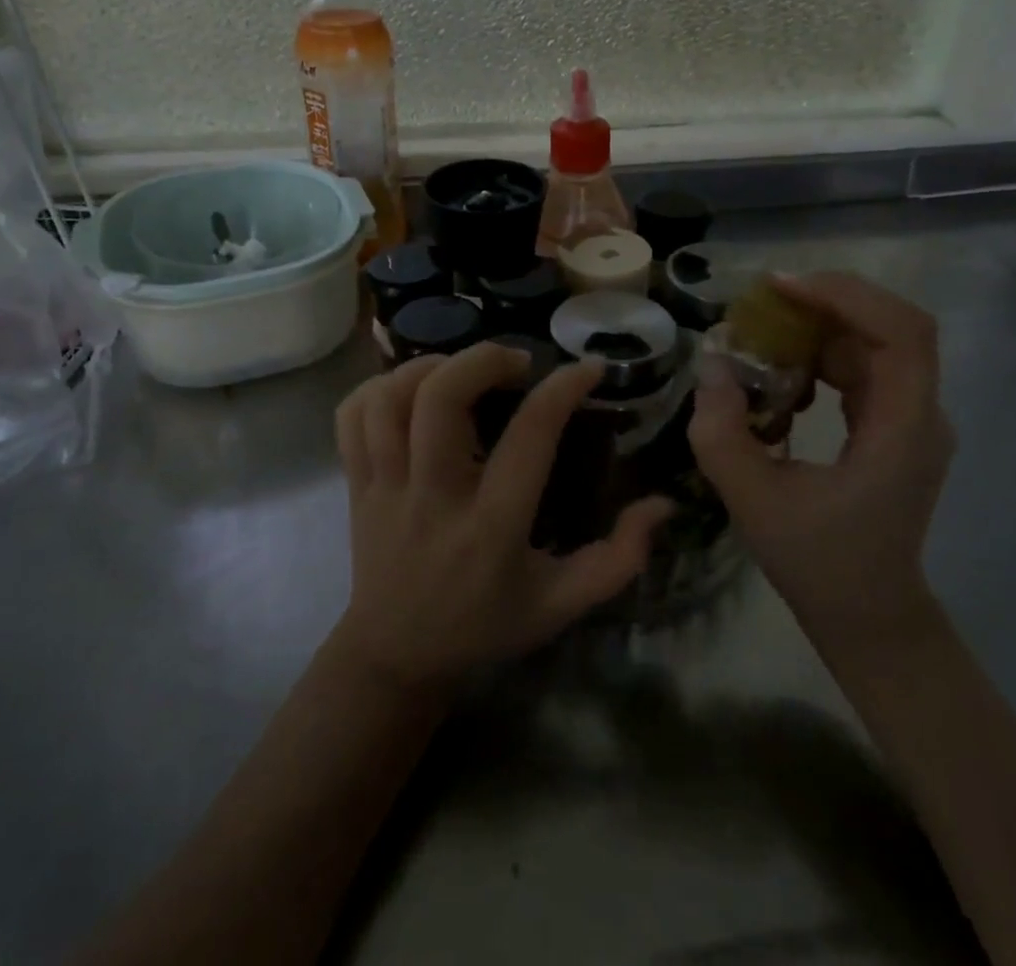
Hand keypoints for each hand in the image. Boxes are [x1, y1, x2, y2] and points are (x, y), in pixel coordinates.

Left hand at [332, 344, 675, 688]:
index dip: (562, 390)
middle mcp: (434, 499)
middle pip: (440, 400)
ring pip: (389, 401)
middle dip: (482, 360)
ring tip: (461, 369)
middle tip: (515, 363)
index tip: (587, 368)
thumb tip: (663, 504)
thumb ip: (618, 559)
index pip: (529, 438)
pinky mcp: (355, 485)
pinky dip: (377, 388)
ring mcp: (385, 490)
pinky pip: (351, 418)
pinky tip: (410, 389)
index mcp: (491, 528)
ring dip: (428, 366)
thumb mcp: (562, 604)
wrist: (396, 657)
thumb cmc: (486, 625)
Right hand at [688, 272, 953, 659]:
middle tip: (760, 302)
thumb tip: (712, 363)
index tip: (781, 289)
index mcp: (903, 430)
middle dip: (823, 302)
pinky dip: (818, 354)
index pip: (902, 332)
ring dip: (817, 326)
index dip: (845, 296)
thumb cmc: (818, 564)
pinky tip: (779, 372)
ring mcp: (910, 419)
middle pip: (889, 326)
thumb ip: (721, 431)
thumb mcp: (753, 500)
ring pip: (872, 342)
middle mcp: (920, 414)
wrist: (869, 617)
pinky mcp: (891, 426)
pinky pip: (860, 367)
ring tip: (760, 330)